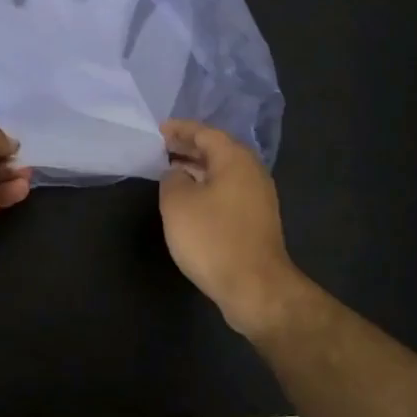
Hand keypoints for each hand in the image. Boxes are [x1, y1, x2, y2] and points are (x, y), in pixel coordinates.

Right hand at [158, 120, 308, 339]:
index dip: (180, 129)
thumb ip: (172, 179)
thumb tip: (177, 174)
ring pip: (223, 172)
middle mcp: (251, 172)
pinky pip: (227, 191)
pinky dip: (206, 187)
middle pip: (217, 150)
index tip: (158, 130)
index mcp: (235, 159)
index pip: (205, 133)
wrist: (254, 287)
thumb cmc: (212, 238)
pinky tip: (189, 199)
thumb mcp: (177, 203)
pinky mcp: (256, 220)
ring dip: (197, 169)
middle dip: (188, 147)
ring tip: (170, 171)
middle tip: (161, 148)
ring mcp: (258, 197)